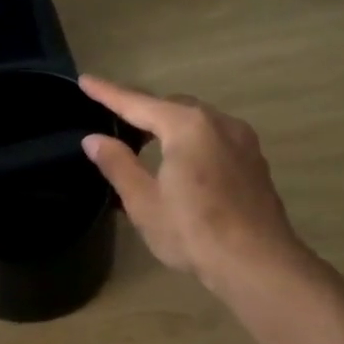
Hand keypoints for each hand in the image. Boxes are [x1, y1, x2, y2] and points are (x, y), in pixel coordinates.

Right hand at [79, 76, 303, 291]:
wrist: (257, 263)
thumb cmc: (193, 231)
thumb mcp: (144, 201)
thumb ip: (118, 164)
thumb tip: (94, 139)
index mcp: (187, 126)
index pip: (138, 103)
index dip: (108, 93)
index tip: (86, 81)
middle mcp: (219, 122)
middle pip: (171, 108)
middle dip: (142, 111)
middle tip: (116, 124)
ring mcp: (242, 141)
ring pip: (197, 122)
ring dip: (169, 128)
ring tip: (146, 147)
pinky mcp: (254, 162)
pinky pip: (214, 139)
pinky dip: (191, 142)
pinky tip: (182, 166)